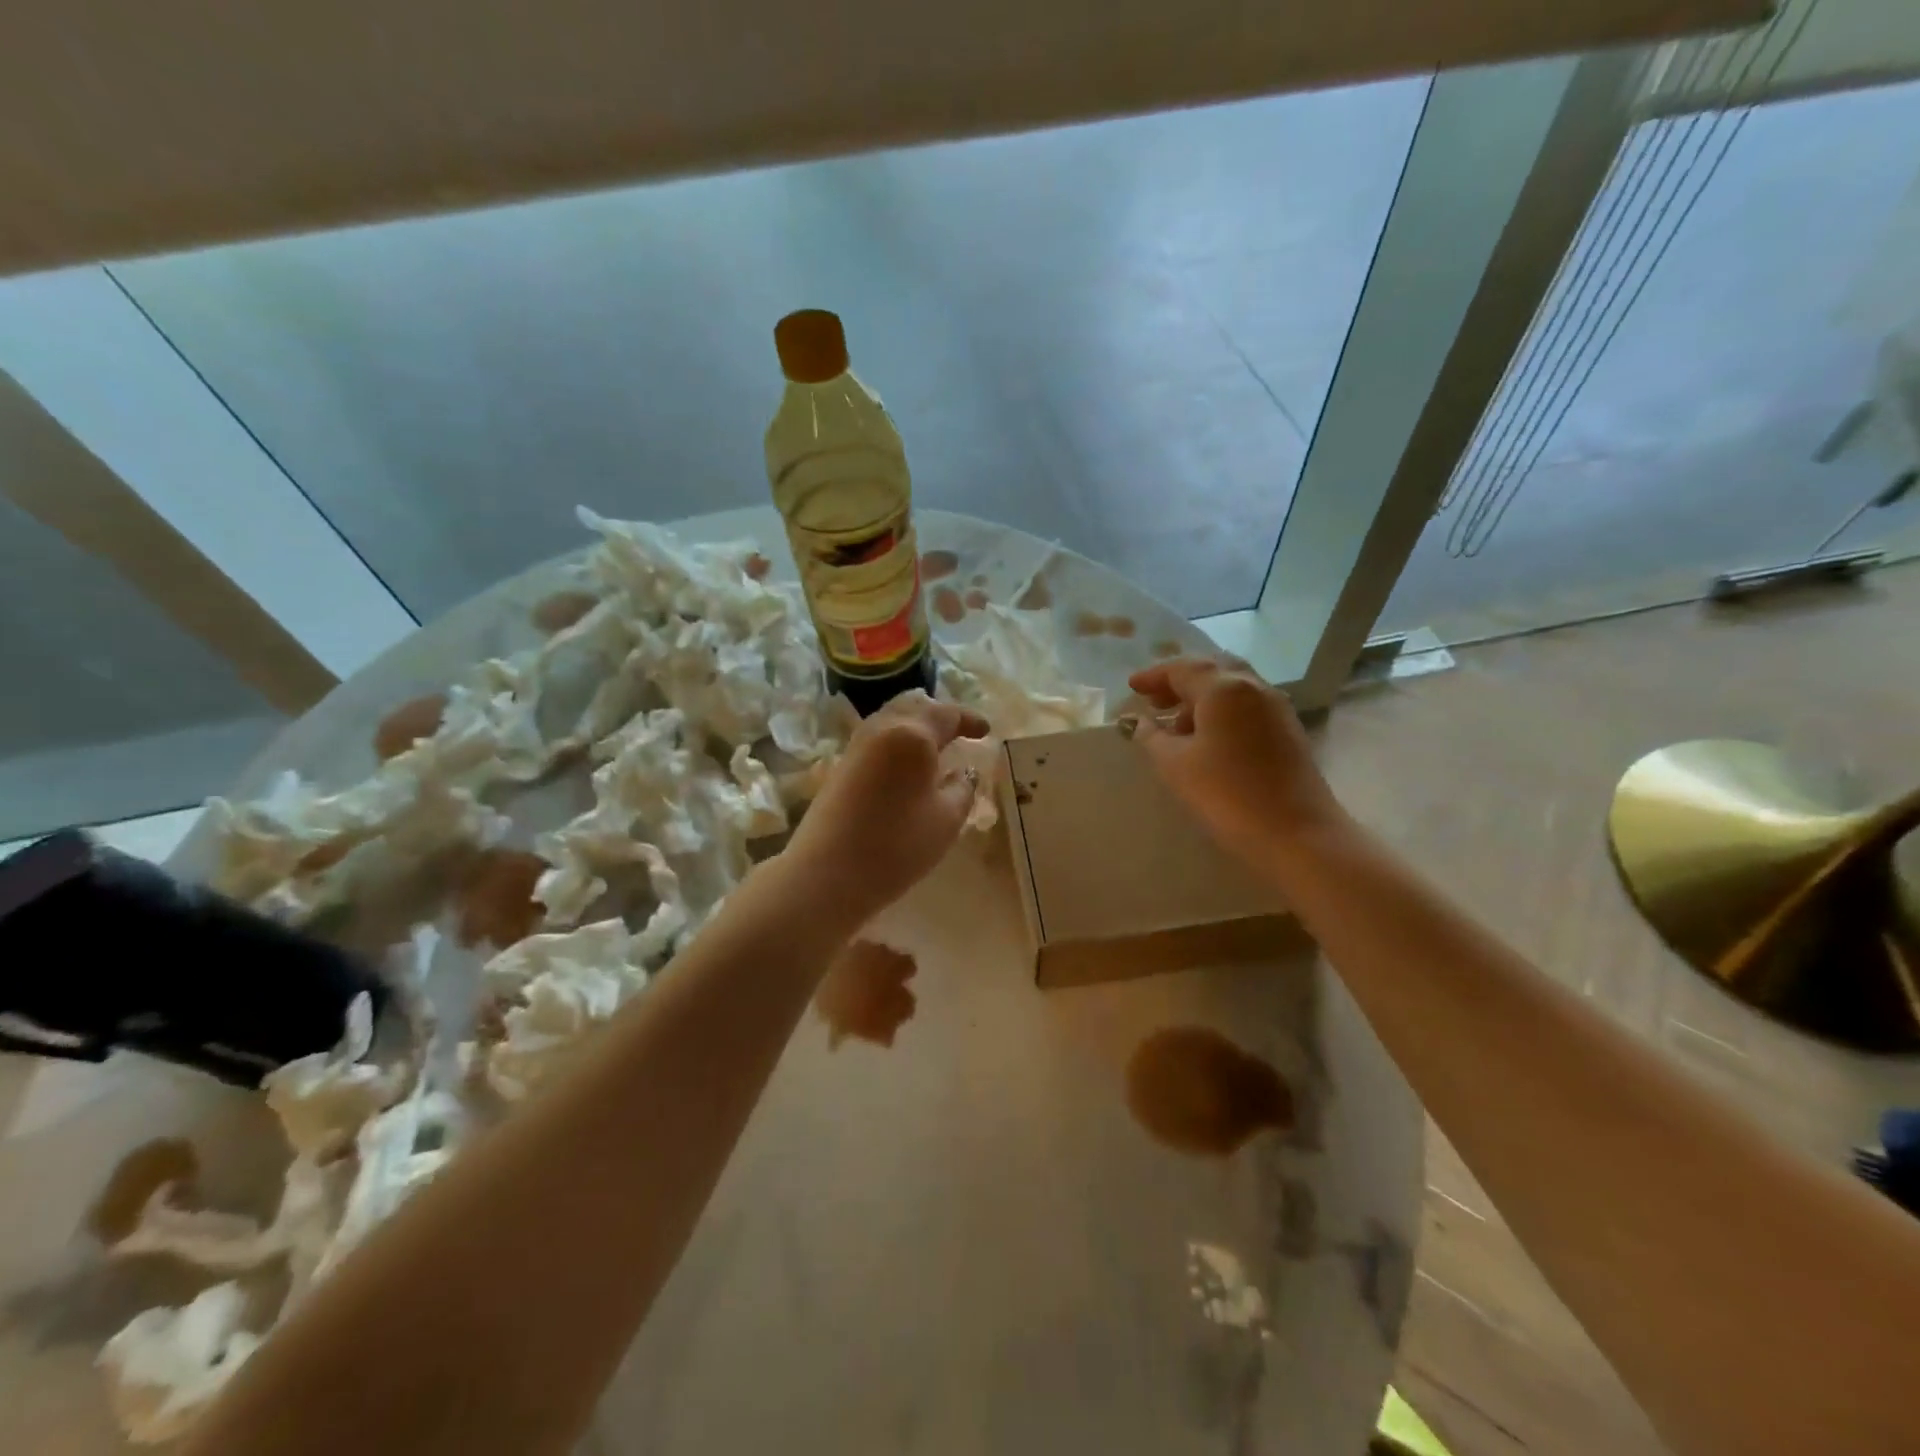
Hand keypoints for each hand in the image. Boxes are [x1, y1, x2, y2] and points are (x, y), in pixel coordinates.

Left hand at [783, 691, 990, 927]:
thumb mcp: (946, 819)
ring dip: (916, 725)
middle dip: (939, 715)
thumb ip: (963, 789)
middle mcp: (882, 728)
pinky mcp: (842, 764)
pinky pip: (877, 737)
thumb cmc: (896, 845)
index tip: (986, 731)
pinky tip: (907, 763)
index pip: (947, 714)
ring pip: (892, 718)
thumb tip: (964, 772)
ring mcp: (857, 744)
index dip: (969, 719)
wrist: (827, 872)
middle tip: (960, 731)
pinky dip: (898, 739)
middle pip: (914, 706)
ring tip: (935, 746)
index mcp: (913, 734)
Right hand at [1128, 658, 1346, 861]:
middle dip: (1180, 681)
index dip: (1153, 676)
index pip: (1182, 669)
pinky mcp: (1288, 730)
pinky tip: (1208, 738)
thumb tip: (1139, 722)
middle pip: (1211, 671)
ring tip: (1177, 724)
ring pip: (1232, 688)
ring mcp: (1276, 707)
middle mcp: (1253, 687)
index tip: (1132, 687)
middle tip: (1154, 700)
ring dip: (1202, 697)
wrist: (1296, 833)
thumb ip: (1152, 737)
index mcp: (1223, 688)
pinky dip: (1222, 711)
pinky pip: (1247, 706)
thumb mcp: (1175, 765)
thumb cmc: (1227, 794)